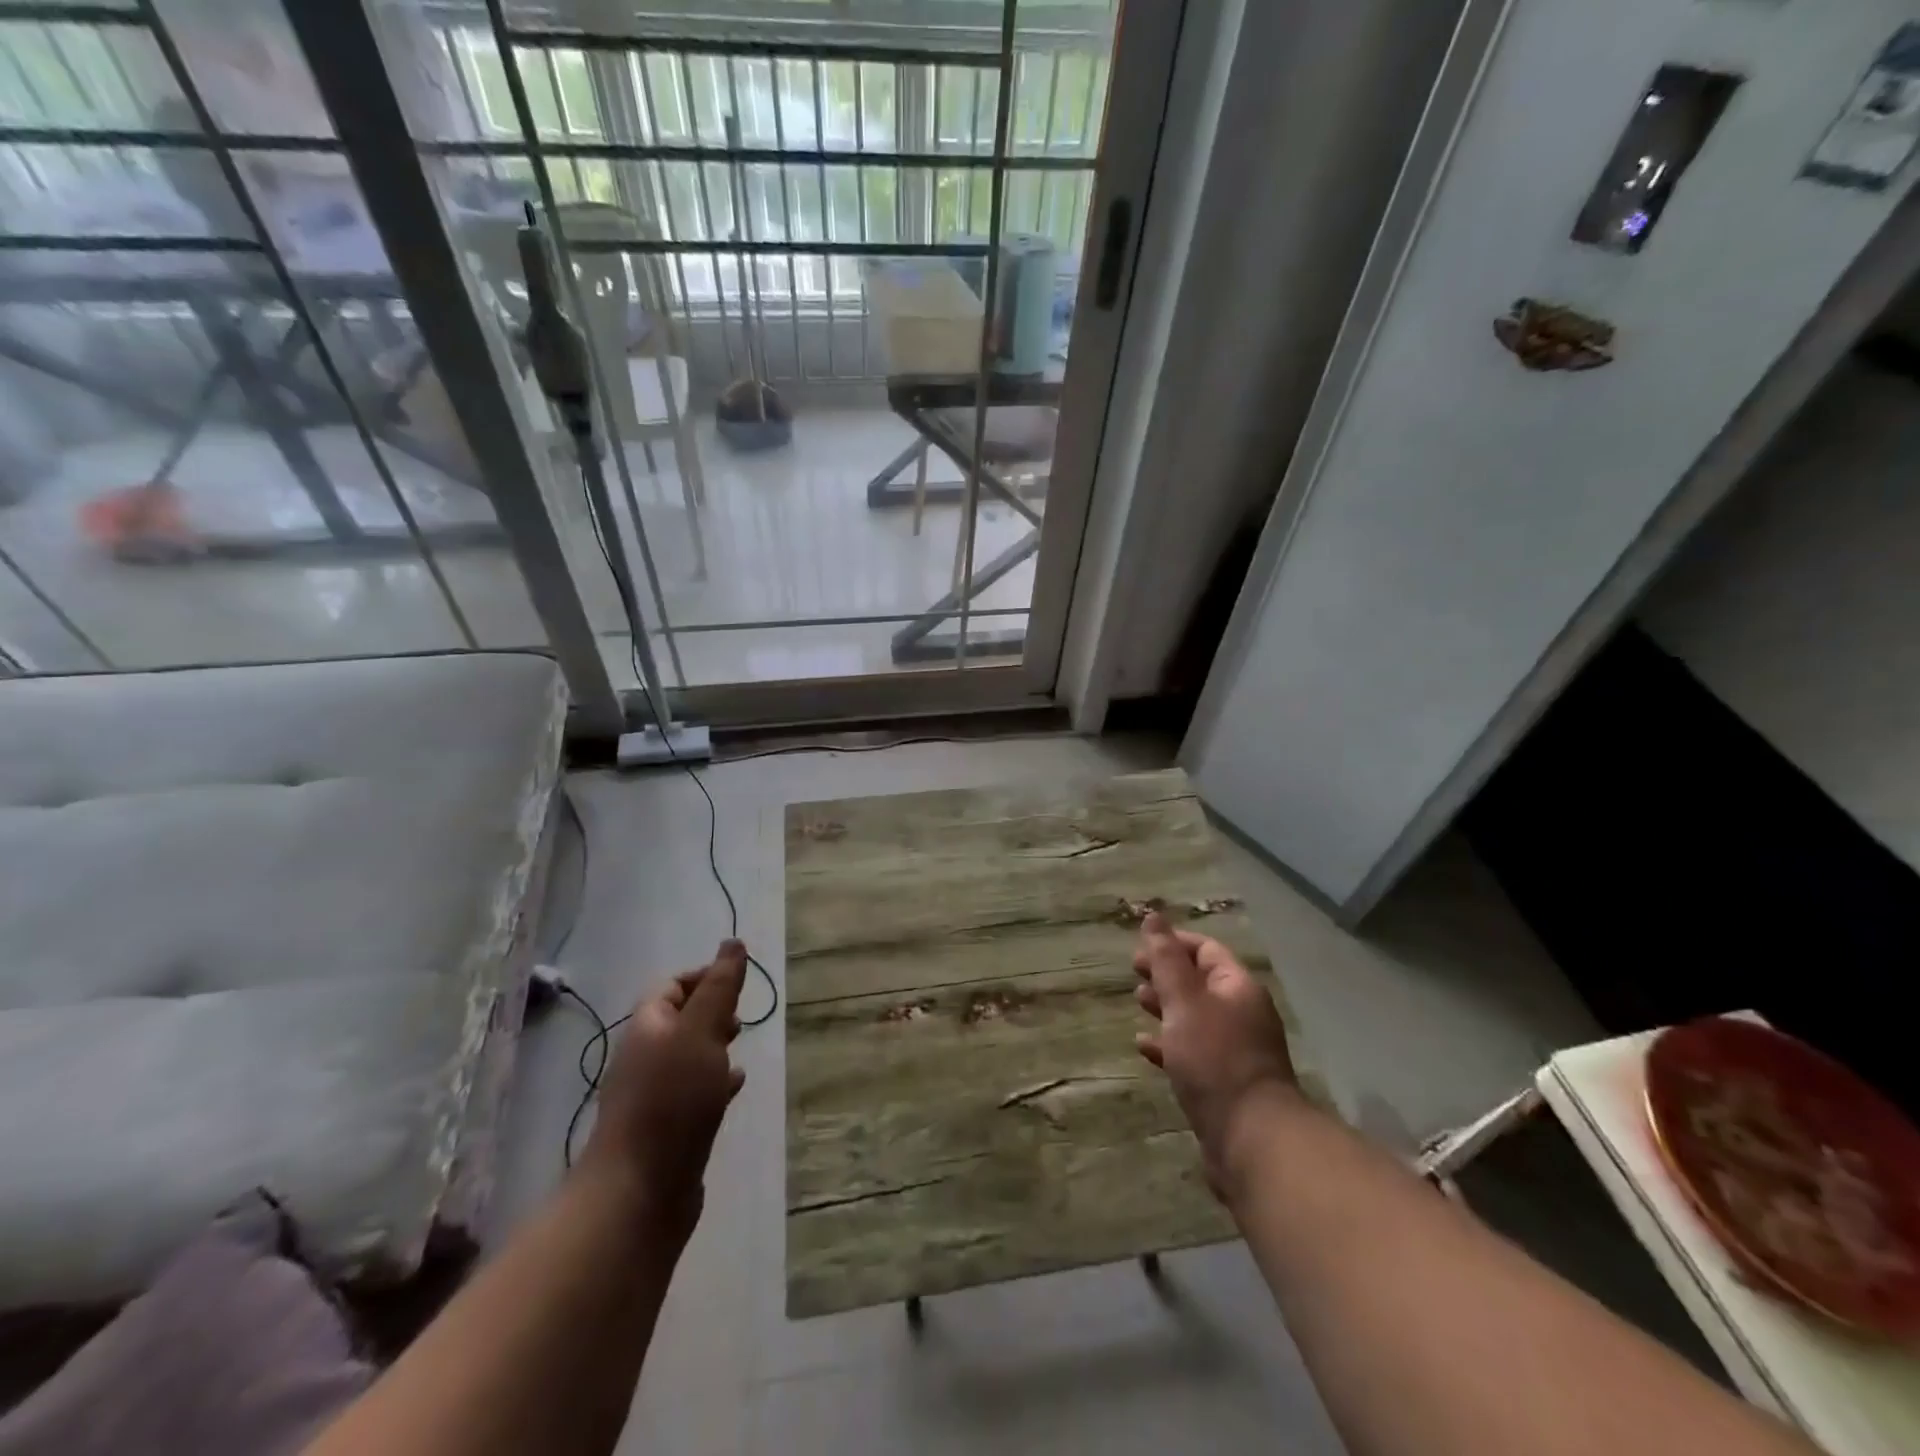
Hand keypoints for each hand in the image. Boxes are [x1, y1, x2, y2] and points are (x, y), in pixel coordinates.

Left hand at [580, 940, 747, 1230]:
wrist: (639, 1191)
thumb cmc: (673, 1100)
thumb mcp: (702, 1031)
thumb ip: (720, 987)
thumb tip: (733, 942)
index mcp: (648, 1027)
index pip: (672, 986)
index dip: (704, 976)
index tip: (738, 980)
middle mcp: (645, 1057)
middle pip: (678, 1020)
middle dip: (710, 1010)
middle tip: (741, 1014)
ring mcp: (652, 1096)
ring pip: (686, 1056)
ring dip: (713, 1045)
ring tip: (741, 1045)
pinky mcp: (664, 1129)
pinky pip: (692, 1091)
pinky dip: (714, 1080)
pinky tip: (734, 1086)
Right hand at [1133, 913, 1297, 1200]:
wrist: (1251, 1138)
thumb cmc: (1215, 1058)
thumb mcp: (1184, 1001)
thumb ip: (1166, 960)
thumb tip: (1153, 916)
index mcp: (1238, 988)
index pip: (1206, 950)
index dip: (1173, 942)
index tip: (1140, 946)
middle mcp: (1241, 1014)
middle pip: (1200, 981)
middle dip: (1166, 974)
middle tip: (1133, 973)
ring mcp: (1235, 1050)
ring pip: (1195, 1016)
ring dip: (1166, 1007)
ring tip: (1137, 1003)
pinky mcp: (1224, 1082)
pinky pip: (1193, 1051)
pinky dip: (1168, 1043)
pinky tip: (1144, 1046)